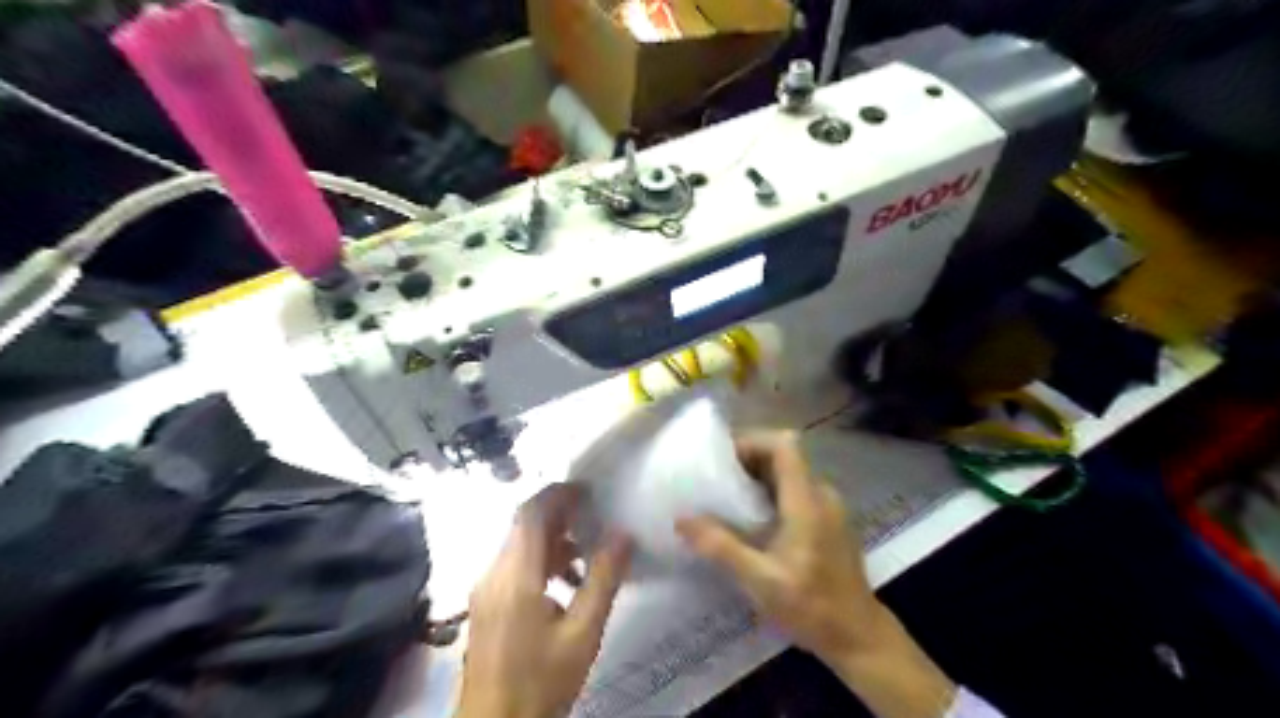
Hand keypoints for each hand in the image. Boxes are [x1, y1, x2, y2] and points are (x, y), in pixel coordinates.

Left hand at [463, 484, 631, 717]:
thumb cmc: (541, 682)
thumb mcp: (582, 633)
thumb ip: (603, 580)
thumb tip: (623, 534)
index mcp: (514, 576)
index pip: (530, 514)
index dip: (558, 494)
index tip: (588, 488)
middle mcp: (493, 574)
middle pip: (522, 526)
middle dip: (558, 513)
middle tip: (593, 511)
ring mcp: (485, 591)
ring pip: (518, 546)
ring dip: (550, 539)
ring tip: (586, 547)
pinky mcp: (486, 606)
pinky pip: (513, 567)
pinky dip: (540, 561)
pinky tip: (565, 582)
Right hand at [673, 432, 954, 717]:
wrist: (859, 636)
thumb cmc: (811, 607)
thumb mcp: (760, 580)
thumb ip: (720, 547)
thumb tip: (681, 519)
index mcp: (807, 501)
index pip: (783, 446)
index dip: (751, 442)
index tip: (720, 458)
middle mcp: (821, 495)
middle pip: (783, 456)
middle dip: (747, 460)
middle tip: (713, 479)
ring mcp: (828, 507)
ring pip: (789, 474)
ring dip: (757, 477)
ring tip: (724, 498)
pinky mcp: (828, 521)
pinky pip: (795, 491)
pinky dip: (770, 493)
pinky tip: (750, 520)